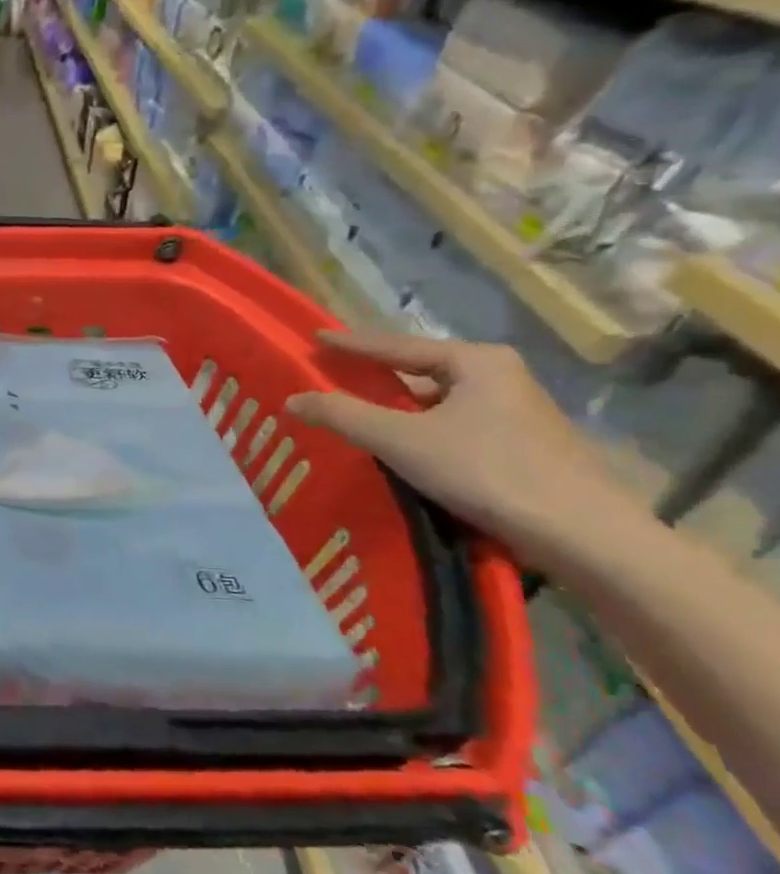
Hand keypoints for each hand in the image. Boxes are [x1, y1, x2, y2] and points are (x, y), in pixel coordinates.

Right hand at [285, 330, 626, 557]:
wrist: (581, 534)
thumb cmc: (486, 471)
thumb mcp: (400, 440)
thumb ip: (342, 415)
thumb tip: (292, 399)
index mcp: (477, 361)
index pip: (398, 346)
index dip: (352, 344)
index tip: (316, 339)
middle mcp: (501, 378)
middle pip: (420, 373)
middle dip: (375, 379)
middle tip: (332, 381)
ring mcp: (517, 414)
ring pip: (438, 404)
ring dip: (398, 411)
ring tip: (357, 419)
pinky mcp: (522, 448)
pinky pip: (453, 428)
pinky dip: (421, 433)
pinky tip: (401, 452)